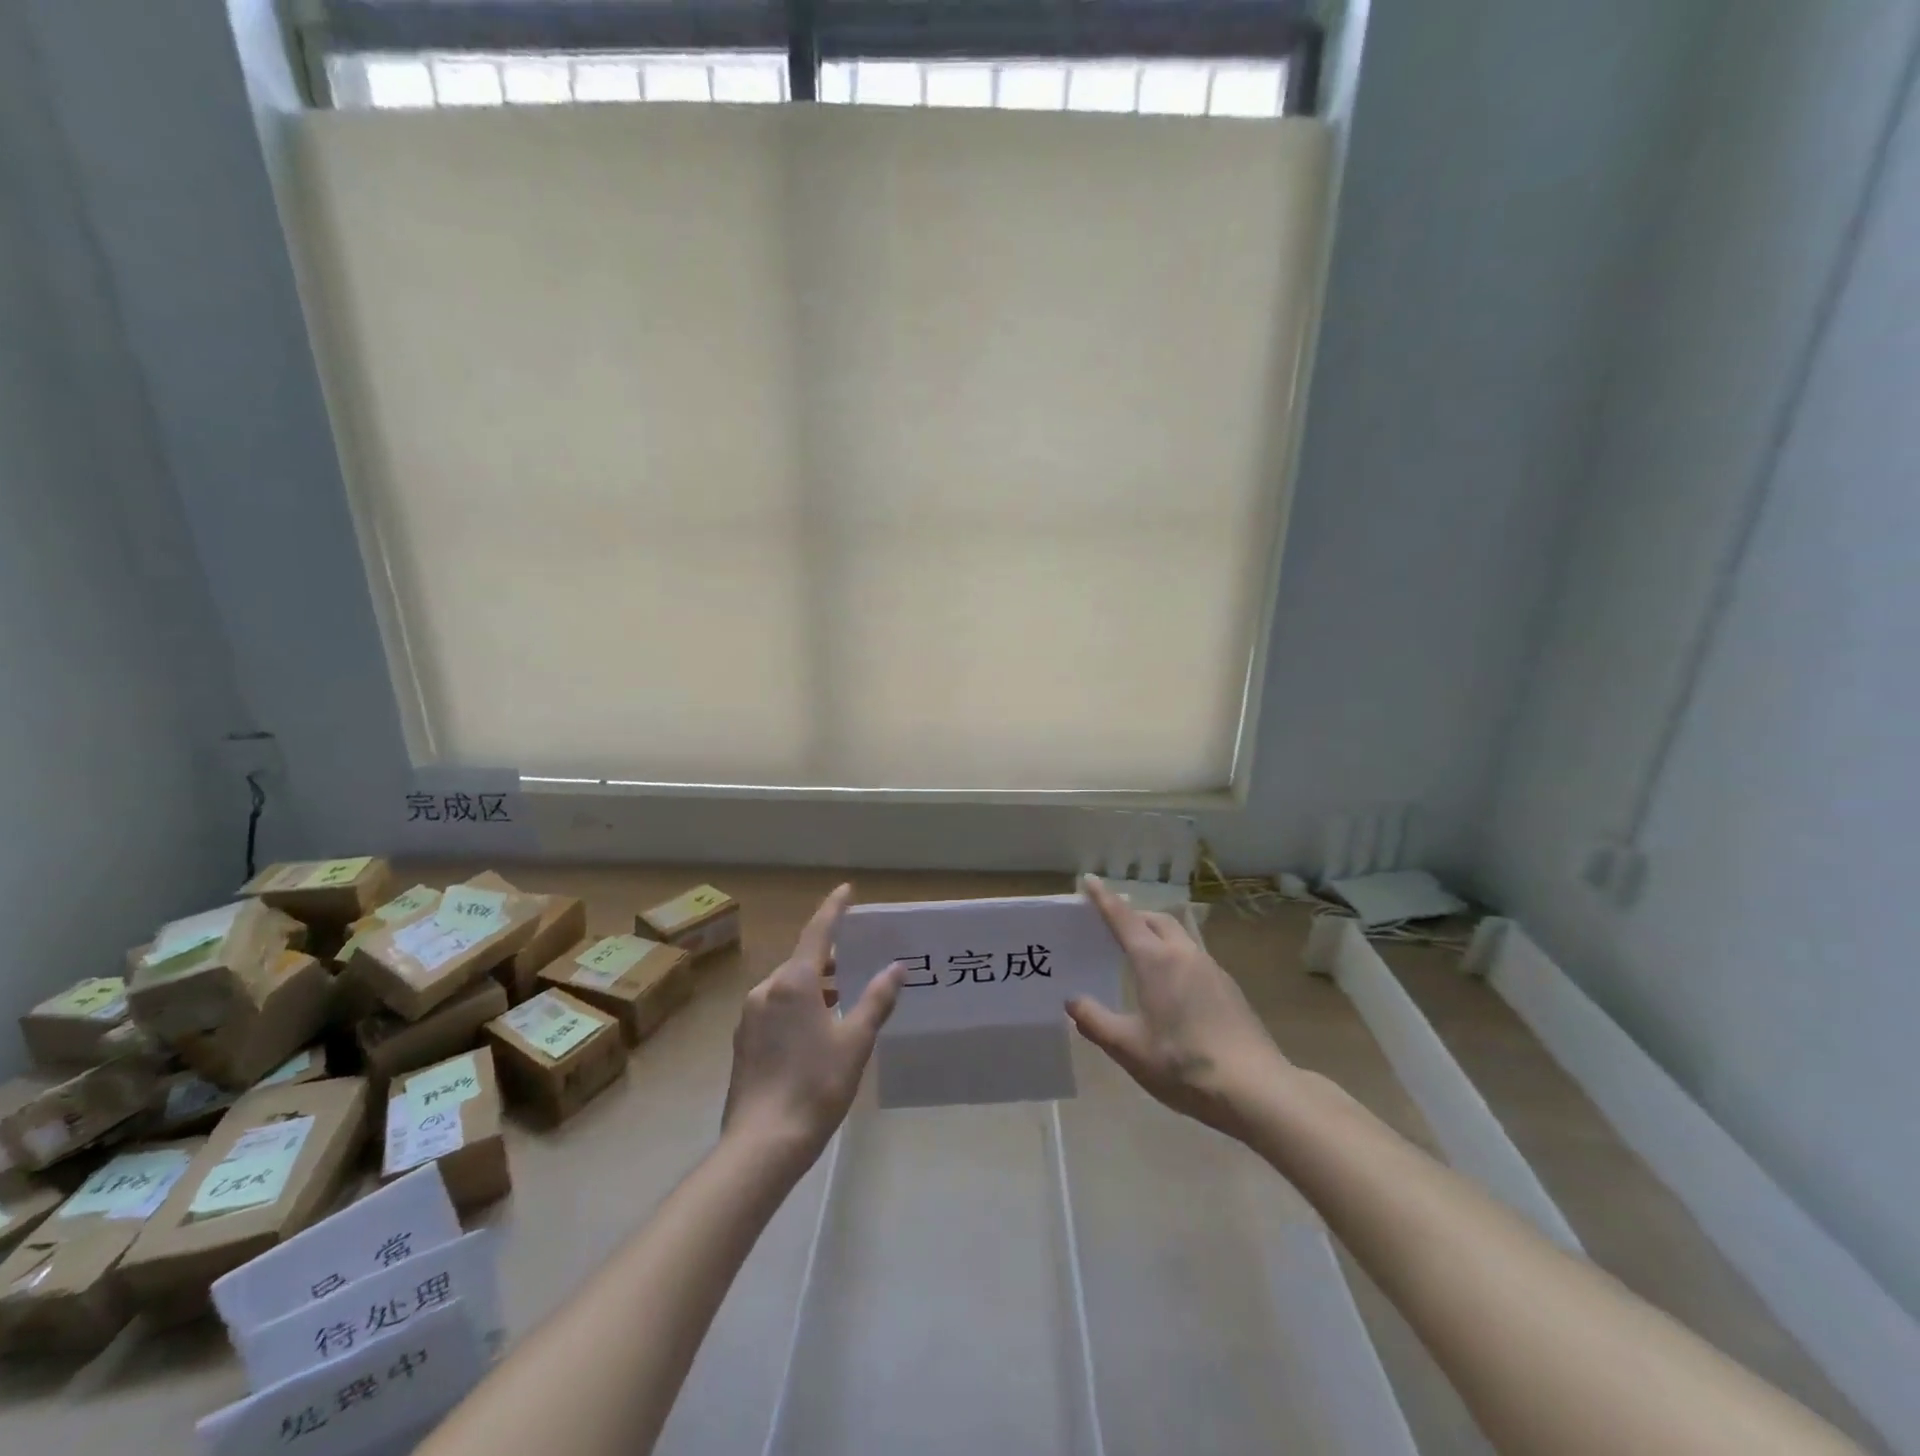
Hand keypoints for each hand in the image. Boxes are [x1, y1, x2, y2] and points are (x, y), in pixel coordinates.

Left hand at [721, 884, 903, 1162]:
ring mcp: (750, 1016)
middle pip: (802, 961)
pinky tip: (816, 1028)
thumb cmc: (816, 1085)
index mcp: (794, 982)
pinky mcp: (744, 1041)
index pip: (817, 932)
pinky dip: (799, 1005)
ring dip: (815, 984)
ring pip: (787, 987)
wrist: (762, 1143)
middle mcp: (767, 990)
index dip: (834, 909)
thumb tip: (895, 968)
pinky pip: (775, 1008)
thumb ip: (876, 999)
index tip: (846, 890)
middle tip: (858, 960)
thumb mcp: (855, 1041)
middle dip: (829, 957)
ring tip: (843, 997)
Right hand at [1067, 875, 1290, 1139]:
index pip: (1123, 918)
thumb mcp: (1128, 1048)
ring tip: (1139, 956)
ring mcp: (1212, 969)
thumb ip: (1095, 1021)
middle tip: (1111, 926)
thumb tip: (1073, 1001)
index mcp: (1155, 961)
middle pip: (1155, 920)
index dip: (1103, 899)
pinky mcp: (1229, 989)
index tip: (1088, 880)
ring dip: (1156, 935)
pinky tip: (1171, 988)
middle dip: (1132, 916)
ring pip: (1179, 938)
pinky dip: (1174, 957)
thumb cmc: (1183, 1064)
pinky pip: (1194, 958)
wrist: (1256, 1089)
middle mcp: (1184, 955)